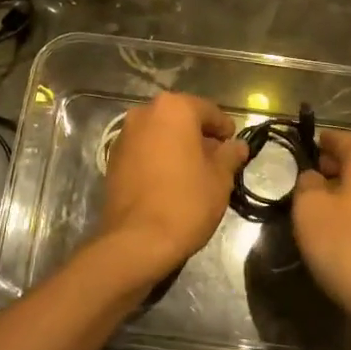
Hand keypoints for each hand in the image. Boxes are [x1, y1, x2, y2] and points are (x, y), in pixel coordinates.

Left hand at [95, 92, 247, 287]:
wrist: (136, 240)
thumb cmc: (186, 202)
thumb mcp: (220, 179)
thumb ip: (230, 155)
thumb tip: (238, 146)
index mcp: (174, 109)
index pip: (208, 110)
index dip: (224, 128)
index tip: (234, 146)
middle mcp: (145, 112)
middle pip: (181, 118)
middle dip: (199, 136)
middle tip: (216, 160)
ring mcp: (125, 134)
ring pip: (160, 133)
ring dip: (177, 146)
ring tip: (193, 172)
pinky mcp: (112, 158)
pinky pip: (143, 149)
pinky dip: (158, 157)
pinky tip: (169, 180)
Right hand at [292, 130, 350, 335]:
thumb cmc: (347, 246)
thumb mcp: (309, 209)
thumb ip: (306, 183)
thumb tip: (314, 177)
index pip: (343, 138)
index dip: (322, 140)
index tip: (304, 145)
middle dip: (335, 162)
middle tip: (310, 174)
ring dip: (347, 185)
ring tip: (321, 201)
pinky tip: (341, 224)